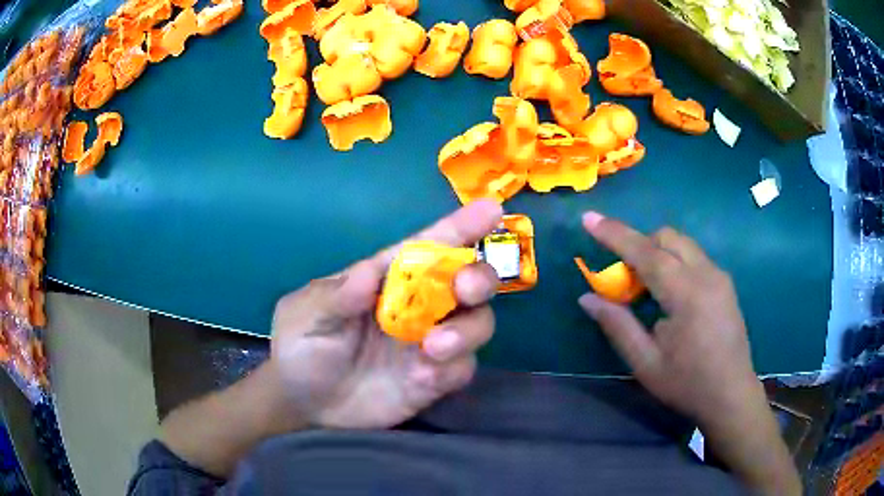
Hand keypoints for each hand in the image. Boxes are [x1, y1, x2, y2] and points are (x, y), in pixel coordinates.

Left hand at [270, 200, 501, 428]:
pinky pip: (461, 369)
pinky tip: (423, 378)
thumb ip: (336, 297)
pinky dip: (452, 369)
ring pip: (476, 324)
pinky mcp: (433, 379)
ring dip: (467, 331)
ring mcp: (429, 344)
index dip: (461, 227)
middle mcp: (419, 306)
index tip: (491, 209)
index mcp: (389, 278)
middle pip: (468, 282)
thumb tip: (368, 272)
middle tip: (465, 288)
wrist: (303, 401)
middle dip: (478, 278)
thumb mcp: (307, 314)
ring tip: (434, 347)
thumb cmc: (301, 344)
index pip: (429, 246)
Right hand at [578, 212, 800, 494]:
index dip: (615, 234)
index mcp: (687, 295)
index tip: (589, 218)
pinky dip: (673, 261)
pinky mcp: (724, 283)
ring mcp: (719, 276)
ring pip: (682, 243)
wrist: (731, 395)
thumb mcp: (646, 364)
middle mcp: (706, 275)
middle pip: (667, 237)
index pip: (646, 253)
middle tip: (623, 276)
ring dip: (657, 252)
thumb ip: (618, 326)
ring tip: (646, 288)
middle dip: (639, 244)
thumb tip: (587, 298)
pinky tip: (670, 294)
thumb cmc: (687, 384)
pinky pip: (693, 256)